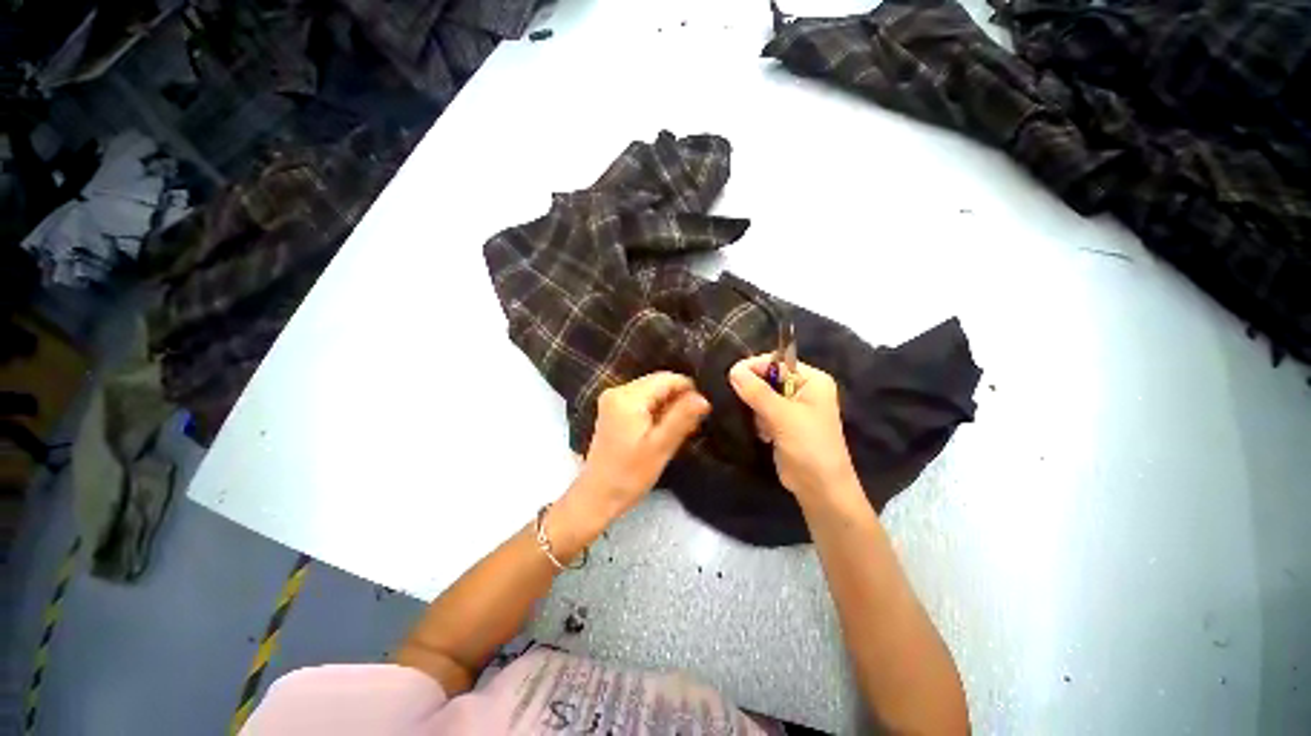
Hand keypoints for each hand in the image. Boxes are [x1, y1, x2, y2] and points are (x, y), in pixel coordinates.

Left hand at [572, 372, 709, 523]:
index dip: (689, 391)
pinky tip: (662, 431)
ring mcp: (613, 399)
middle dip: (678, 401)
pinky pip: (643, 401)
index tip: (701, 413)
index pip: (667, 378)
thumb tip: (703, 397)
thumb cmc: (629, 474)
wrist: (598, 496)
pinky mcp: (613, 410)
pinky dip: (656, 412)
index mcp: (628, 396)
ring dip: (668, 408)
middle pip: (659, 383)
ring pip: (653, 392)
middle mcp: (618, 390)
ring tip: (678, 432)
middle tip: (691, 427)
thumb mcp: (660, 447)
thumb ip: (682, 418)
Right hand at [729, 355, 857, 497]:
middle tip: (742, 402)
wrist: (819, 488)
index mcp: (812, 380)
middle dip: (754, 391)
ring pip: (762, 396)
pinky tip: (763, 434)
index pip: (777, 362)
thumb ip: (757, 391)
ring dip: (755, 408)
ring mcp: (793, 408)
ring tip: (758, 424)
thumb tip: (733, 369)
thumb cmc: (808, 446)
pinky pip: (762, 412)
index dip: (754, 367)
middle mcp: (803, 389)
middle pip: (768, 378)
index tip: (730, 376)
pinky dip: (758, 420)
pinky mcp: (783, 424)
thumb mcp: (782, 415)